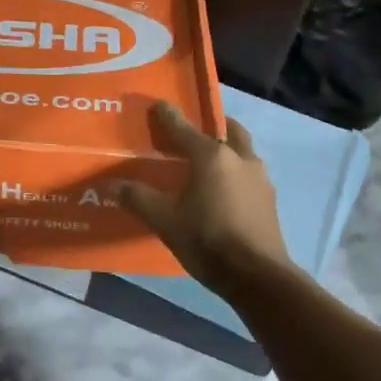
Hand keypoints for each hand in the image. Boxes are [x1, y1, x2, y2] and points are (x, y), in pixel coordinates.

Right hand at [114, 102, 290, 291]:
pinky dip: (234, 172)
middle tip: (193, 131)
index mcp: (212, 157)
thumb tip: (112, 185)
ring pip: (242, 152)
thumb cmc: (208, 240)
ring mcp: (259, 178)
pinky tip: (223, 190)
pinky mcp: (268, 199)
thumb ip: (139, 199)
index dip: (168, 116)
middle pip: (227, 130)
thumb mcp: (165, 221)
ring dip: (226, 149)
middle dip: (211, 125)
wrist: (257, 276)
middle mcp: (239, 158)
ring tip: (207, 162)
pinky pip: (248, 174)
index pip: (184, 129)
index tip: (159, 104)